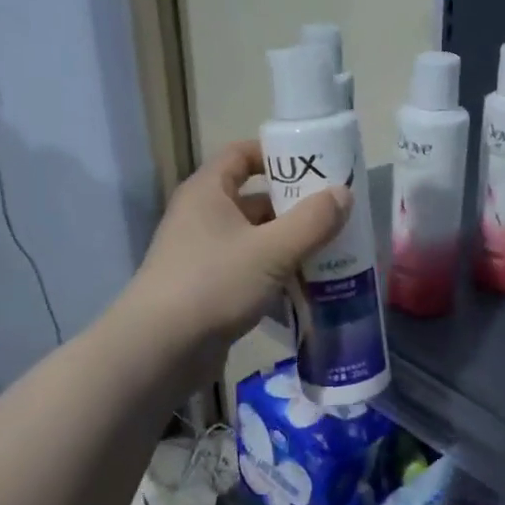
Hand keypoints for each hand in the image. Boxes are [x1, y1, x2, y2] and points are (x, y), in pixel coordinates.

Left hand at [124, 140, 346, 370]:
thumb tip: (344, 194)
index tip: (315, 165)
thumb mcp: (271, 250)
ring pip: (255, 239)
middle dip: (294, 206)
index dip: (277, 154)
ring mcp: (203, 255)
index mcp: (208, 192)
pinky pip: (250, 271)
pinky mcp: (209, 289)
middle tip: (336, 214)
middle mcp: (202, 217)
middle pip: (254, 199)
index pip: (241, 154)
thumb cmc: (214, 284)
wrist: (160, 350)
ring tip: (332, 252)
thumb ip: (312, 221)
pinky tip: (308, 289)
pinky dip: (276, 275)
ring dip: (290, 245)